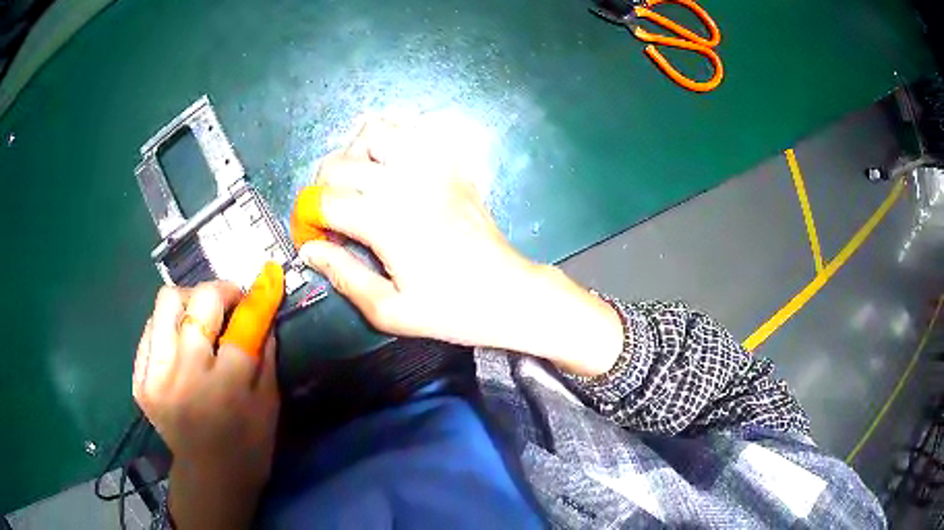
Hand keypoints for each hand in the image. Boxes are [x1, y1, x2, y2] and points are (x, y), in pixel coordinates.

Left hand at [132, 263, 283, 528]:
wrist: (209, 477)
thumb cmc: (248, 446)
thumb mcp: (269, 405)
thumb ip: (265, 356)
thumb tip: (263, 313)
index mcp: (225, 389)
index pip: (242, 325)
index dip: (256, 296)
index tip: (267, 277)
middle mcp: (185, 376)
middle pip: (200, 302)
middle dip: (221, 291)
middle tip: (230, 302)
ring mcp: (156, 377)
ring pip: (167, 303)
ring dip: (190, 301)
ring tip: (200, 318)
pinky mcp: (139, 380)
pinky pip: (150, 328)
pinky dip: (169, 325)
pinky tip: (180, 341)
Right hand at [291, 119, 622, 375]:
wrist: (508, 293)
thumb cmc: (451, 311)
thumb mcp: (389, 310)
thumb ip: (343, 275)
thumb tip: (309, 250)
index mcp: (386, 220)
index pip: (322, 201)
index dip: (306, 220)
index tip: (313, 239)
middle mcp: (405, 181)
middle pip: (339, 163)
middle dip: (322, 189)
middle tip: (332, 218)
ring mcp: (433, 166)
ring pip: (374, 131)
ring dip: (354, 154)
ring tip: (358, 184)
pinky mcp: (452, 164)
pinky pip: (414, 129)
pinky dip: (392, 137)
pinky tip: (390, 163)